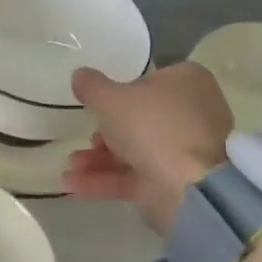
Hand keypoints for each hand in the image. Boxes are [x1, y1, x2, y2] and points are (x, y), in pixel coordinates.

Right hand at [65, 62, 233, 235]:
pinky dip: (105, 180)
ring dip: (97, 160)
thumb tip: (80, 75)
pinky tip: (74, 185)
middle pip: (138, 120)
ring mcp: (184, 151)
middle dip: (102, 134)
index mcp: (185, 82)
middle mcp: (190, 114)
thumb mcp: (110, 98)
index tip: (94, 105)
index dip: (118, 93)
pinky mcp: (175, 183)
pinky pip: (135, 177)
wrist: (190, 186)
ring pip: (134, 151)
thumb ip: (91, 86)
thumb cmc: (153, 126)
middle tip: (84, 140)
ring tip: (70, 167)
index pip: (147, 82)